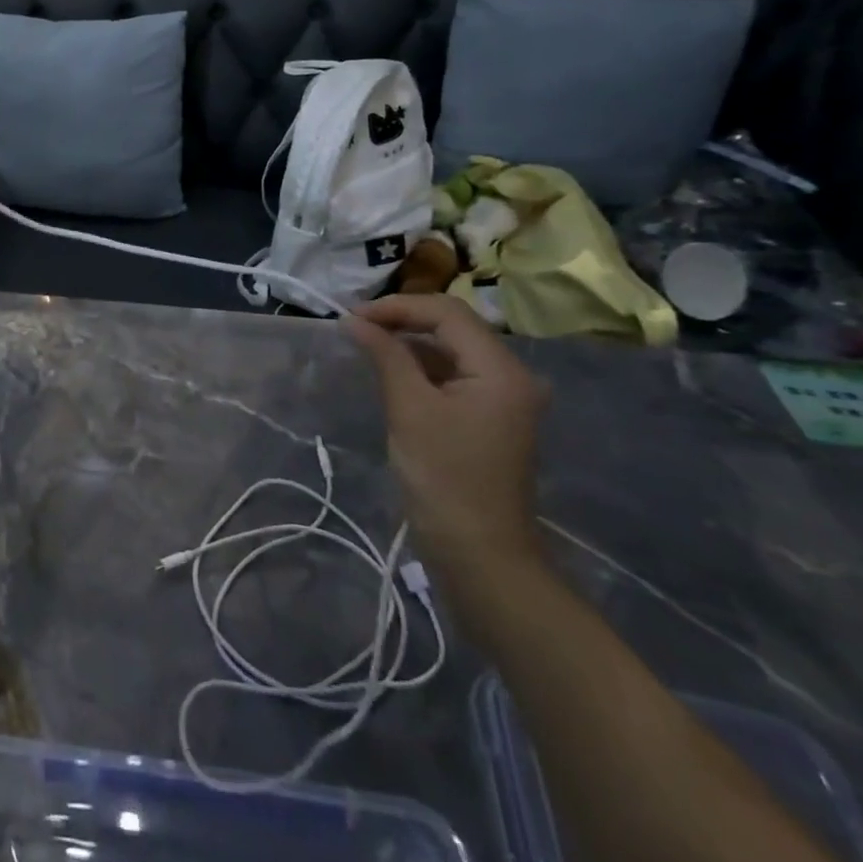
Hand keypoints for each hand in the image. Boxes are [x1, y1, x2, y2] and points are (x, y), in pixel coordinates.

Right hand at [345, 294, 546, 584]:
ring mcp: (502, 398)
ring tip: (364, 344)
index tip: (352, 317)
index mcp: (501, 369)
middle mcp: (510, 375)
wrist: (480, 555)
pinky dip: (420, 368)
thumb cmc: (444, 478)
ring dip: (409, 343)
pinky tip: (389, 372)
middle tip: (354, 327)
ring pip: (451, 350)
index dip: (397, 306)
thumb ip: (385, 355)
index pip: (447, 312)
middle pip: (453, 327)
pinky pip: (453, 376)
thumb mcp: (409, 409)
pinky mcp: (489, 418)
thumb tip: (354, 320)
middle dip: (402, 320)